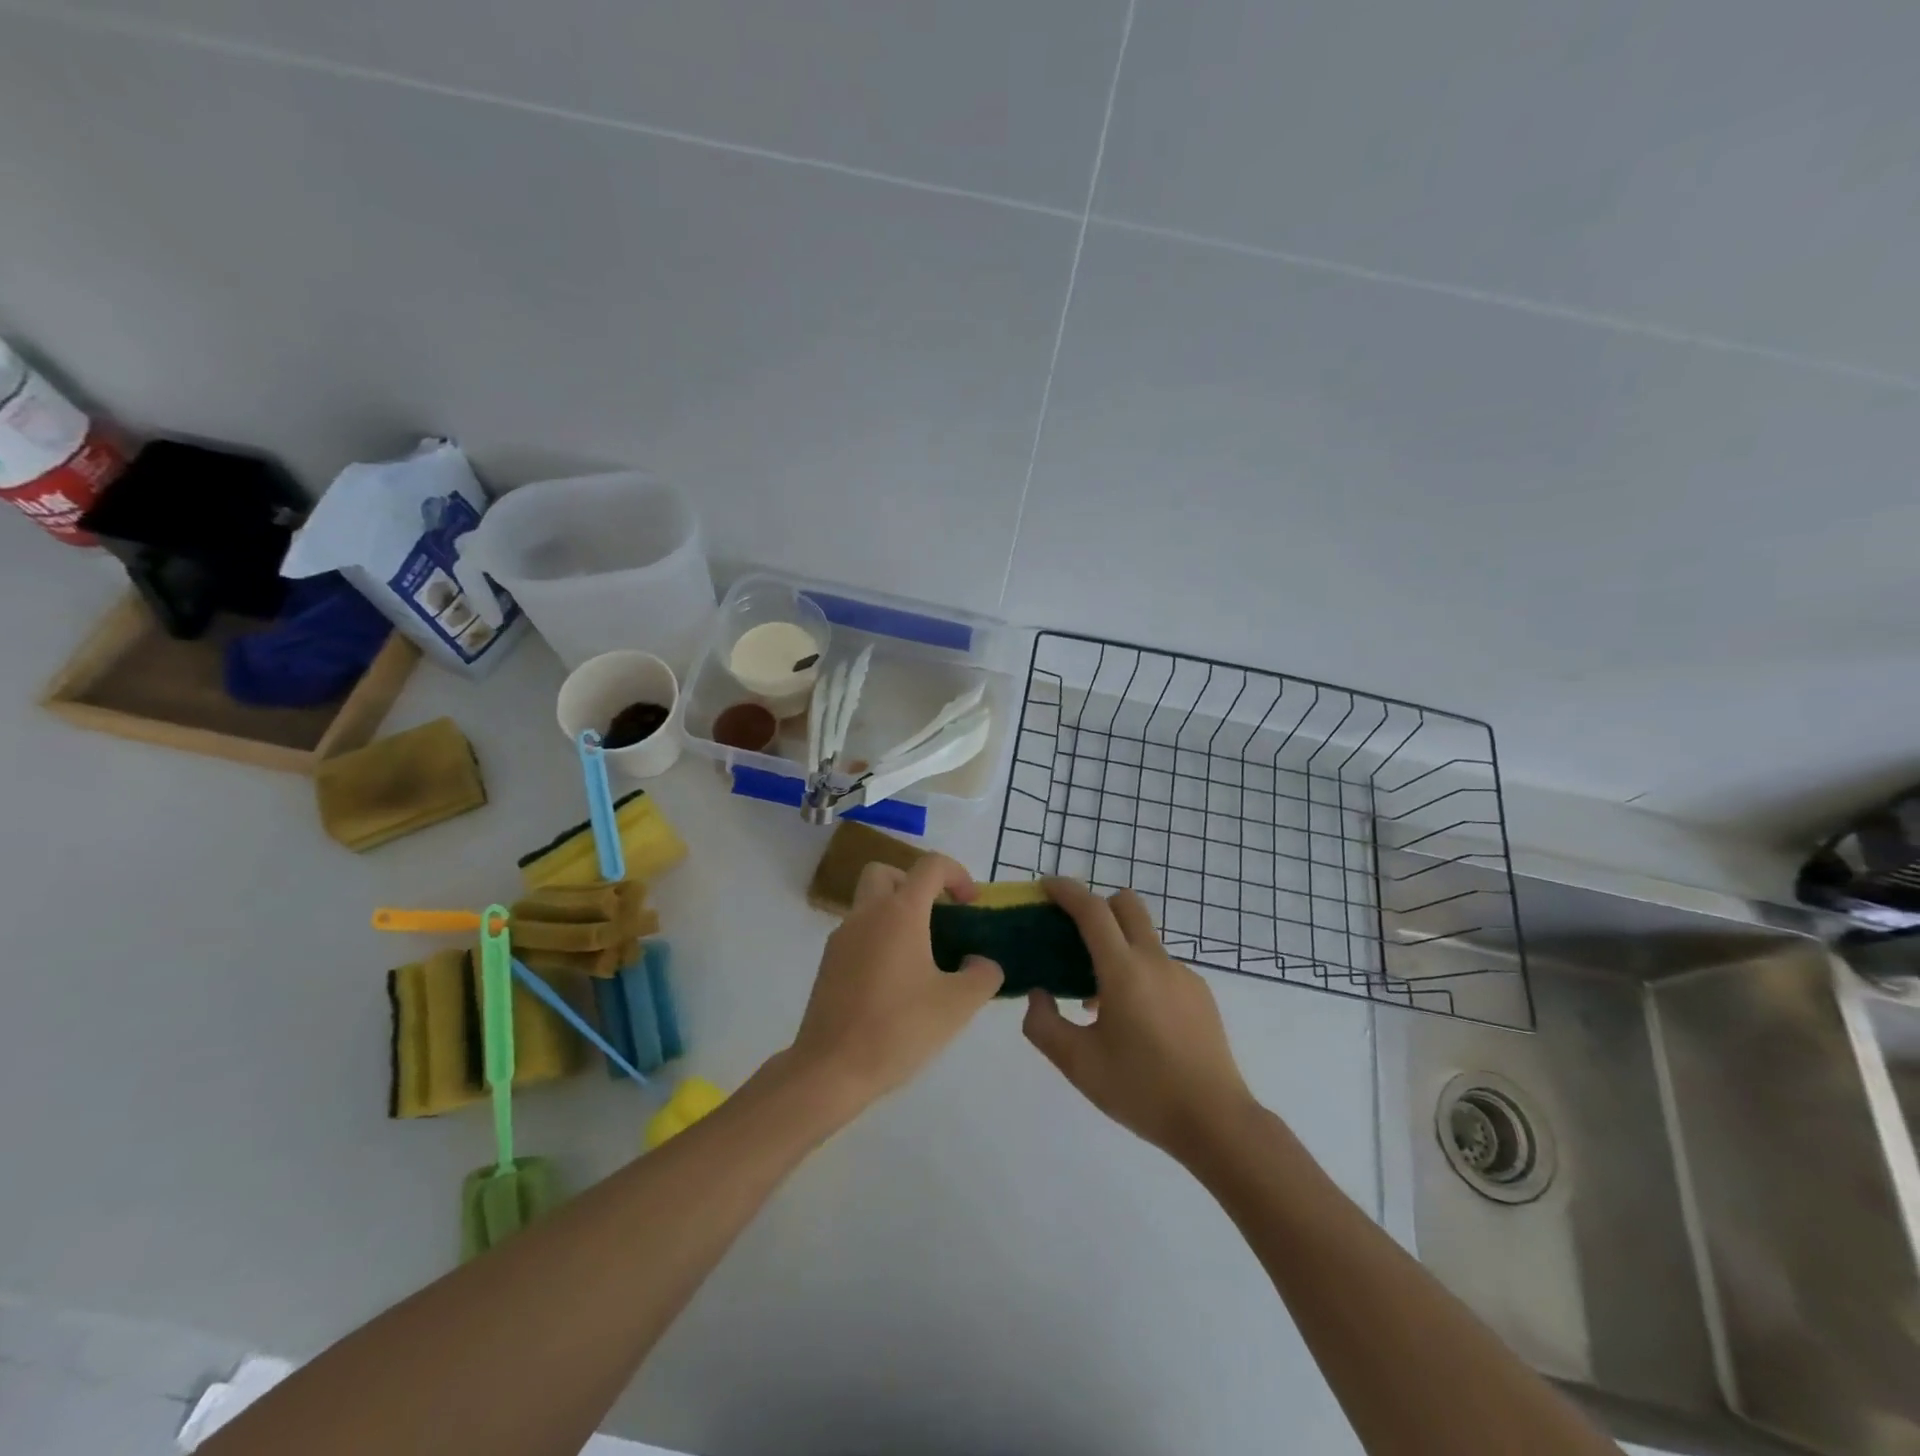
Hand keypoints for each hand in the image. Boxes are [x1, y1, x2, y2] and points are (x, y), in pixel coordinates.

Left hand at [788, 854, 1003, 1113]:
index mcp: (899, 912)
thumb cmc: (898, 1028)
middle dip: (915, 884)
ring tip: (922, 956)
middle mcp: (866, 914)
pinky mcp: (829, 964)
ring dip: (896, 914)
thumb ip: (982, 975)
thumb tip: (980, 962)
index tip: (970, 904)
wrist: (830, 1069)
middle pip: (887, 873)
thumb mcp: (958, 1005)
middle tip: (936, 917)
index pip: (930, 865)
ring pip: (869, 904)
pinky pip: (858, 934)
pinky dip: (879, 939)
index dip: (957, 874)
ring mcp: (842, 938)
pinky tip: (896, 982)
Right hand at [1023, 879, 1255, 1160]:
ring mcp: (1183, 975)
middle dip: (1096, 905)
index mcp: (1124, 971)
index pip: (1092, 911)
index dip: (1067, 891)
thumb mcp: (1078, 1065)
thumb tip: (1039, 994)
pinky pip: (1160, 966)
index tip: (1046, 886)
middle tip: (1072, 935)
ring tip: (1098, 998)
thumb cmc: (1142, 1091)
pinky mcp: (1200, 993)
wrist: (1216, 1122)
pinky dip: (1139, 972)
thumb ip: (1043, 1024)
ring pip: (1143, 938)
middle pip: (1126, 905)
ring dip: (1116, 946)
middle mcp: (1155, 961)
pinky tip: (1134, 1019)